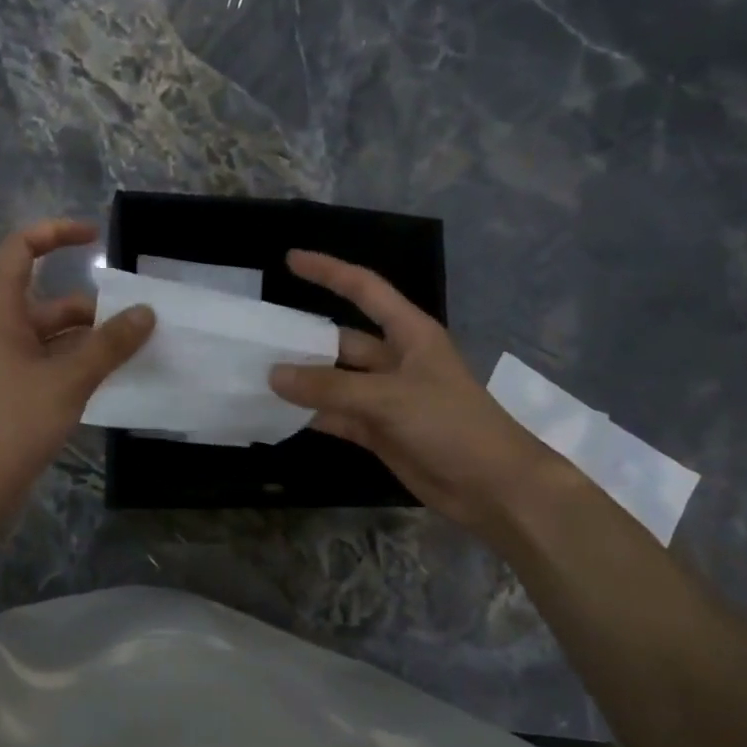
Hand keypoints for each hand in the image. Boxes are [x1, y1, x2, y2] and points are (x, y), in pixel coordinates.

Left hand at [0, 220, 153, 525]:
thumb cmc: (12, 423)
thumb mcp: (68, 380)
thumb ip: (109, 345)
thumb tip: (146, 312)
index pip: (20, 250)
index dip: (55, 233)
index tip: (95, 238)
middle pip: (49, 301)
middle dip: (93, 307)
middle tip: (138, 320)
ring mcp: (4, 365)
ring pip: (53, 338)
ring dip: (91, 340)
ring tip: (135, 351)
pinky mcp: (13, 393)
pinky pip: (51, 365)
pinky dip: (79, 365)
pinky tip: (111, 380)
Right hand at [268, 250, 544, 530]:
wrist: (491, 486)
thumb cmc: (450, 425)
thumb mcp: (390, 398)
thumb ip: (330, 386)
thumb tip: (274, 375)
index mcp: (409, 334)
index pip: (364, 290)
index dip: (329, 271)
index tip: (290, 260)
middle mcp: (395, 360)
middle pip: (341, 340)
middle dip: (304, 338)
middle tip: (257, 338)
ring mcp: (385, 398)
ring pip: (335, 381)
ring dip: (303, 381)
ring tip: (256, 375)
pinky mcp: (378, 431)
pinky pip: (337, 415)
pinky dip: (311, 415)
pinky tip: (278, 413)